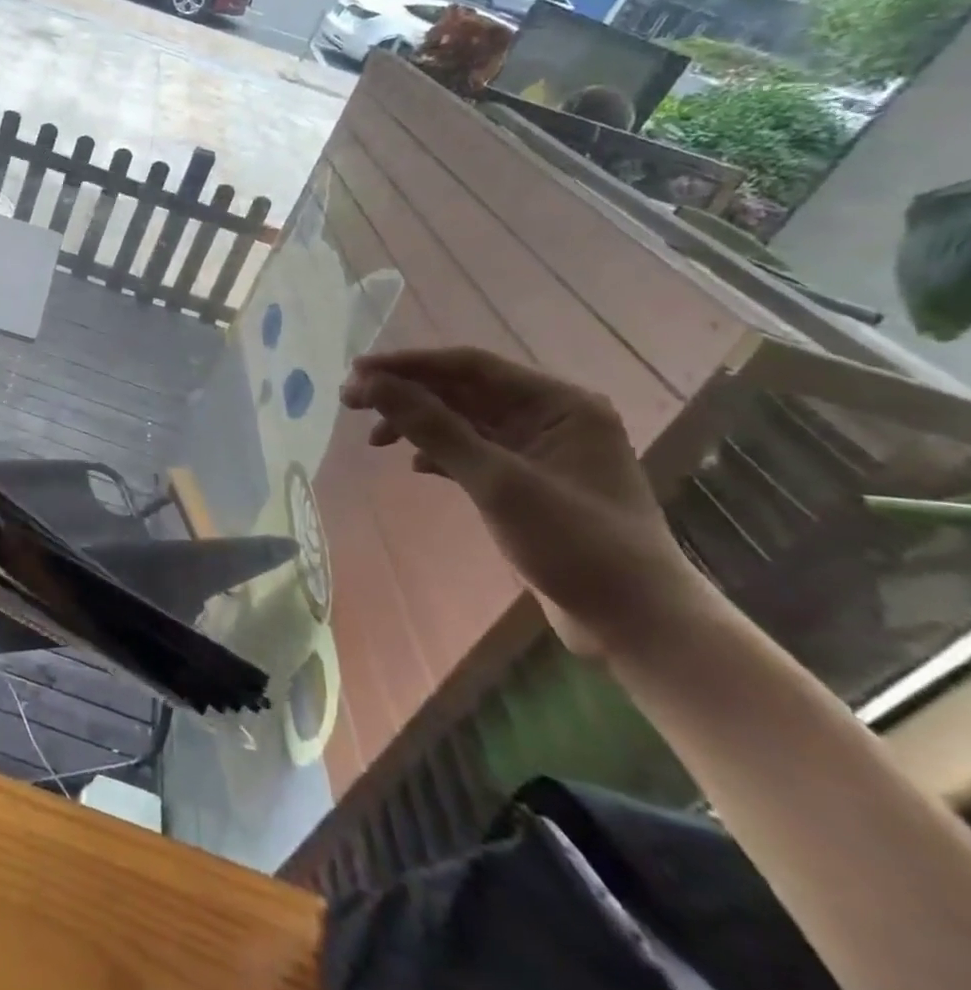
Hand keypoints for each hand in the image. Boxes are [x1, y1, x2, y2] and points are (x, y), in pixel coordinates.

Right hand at [340, 346, 710, 658]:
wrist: (637, 624)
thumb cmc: (575, 543)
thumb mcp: (497, 481)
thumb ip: (432, 427)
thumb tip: (372, 383)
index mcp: (558, 403)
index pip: (469, 366)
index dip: (409, 365)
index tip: (357, 372)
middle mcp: (550, 417)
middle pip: (462, 390)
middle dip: (406, 393)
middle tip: (350, 400)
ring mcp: (539, 450)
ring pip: (463, 421)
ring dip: (417, 424)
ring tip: (373, 439)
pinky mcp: (528, 481)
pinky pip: (472, 450)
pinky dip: (438, 453)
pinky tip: (413, 465)